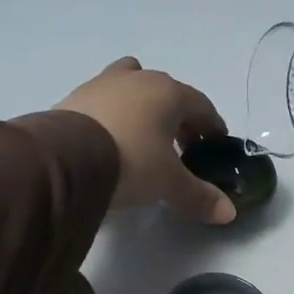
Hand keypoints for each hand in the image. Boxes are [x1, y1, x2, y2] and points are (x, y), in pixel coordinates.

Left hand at [57, 58, 236, 223]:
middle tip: (182, 148)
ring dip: (143, 108)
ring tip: (142, 137)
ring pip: (132, 86)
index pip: (201, 106)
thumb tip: (229, 213)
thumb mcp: (168, 183)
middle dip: (179, 118)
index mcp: (169, 92)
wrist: (65, 159)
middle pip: (168, 93)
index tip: (214, 146)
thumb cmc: (130, 162)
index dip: (212, 127)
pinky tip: (109, 139)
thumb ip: (199, 196)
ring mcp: (102, 83)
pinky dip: (113, 115)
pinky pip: (103, 100)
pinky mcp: (74, 96)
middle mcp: (138, 79)